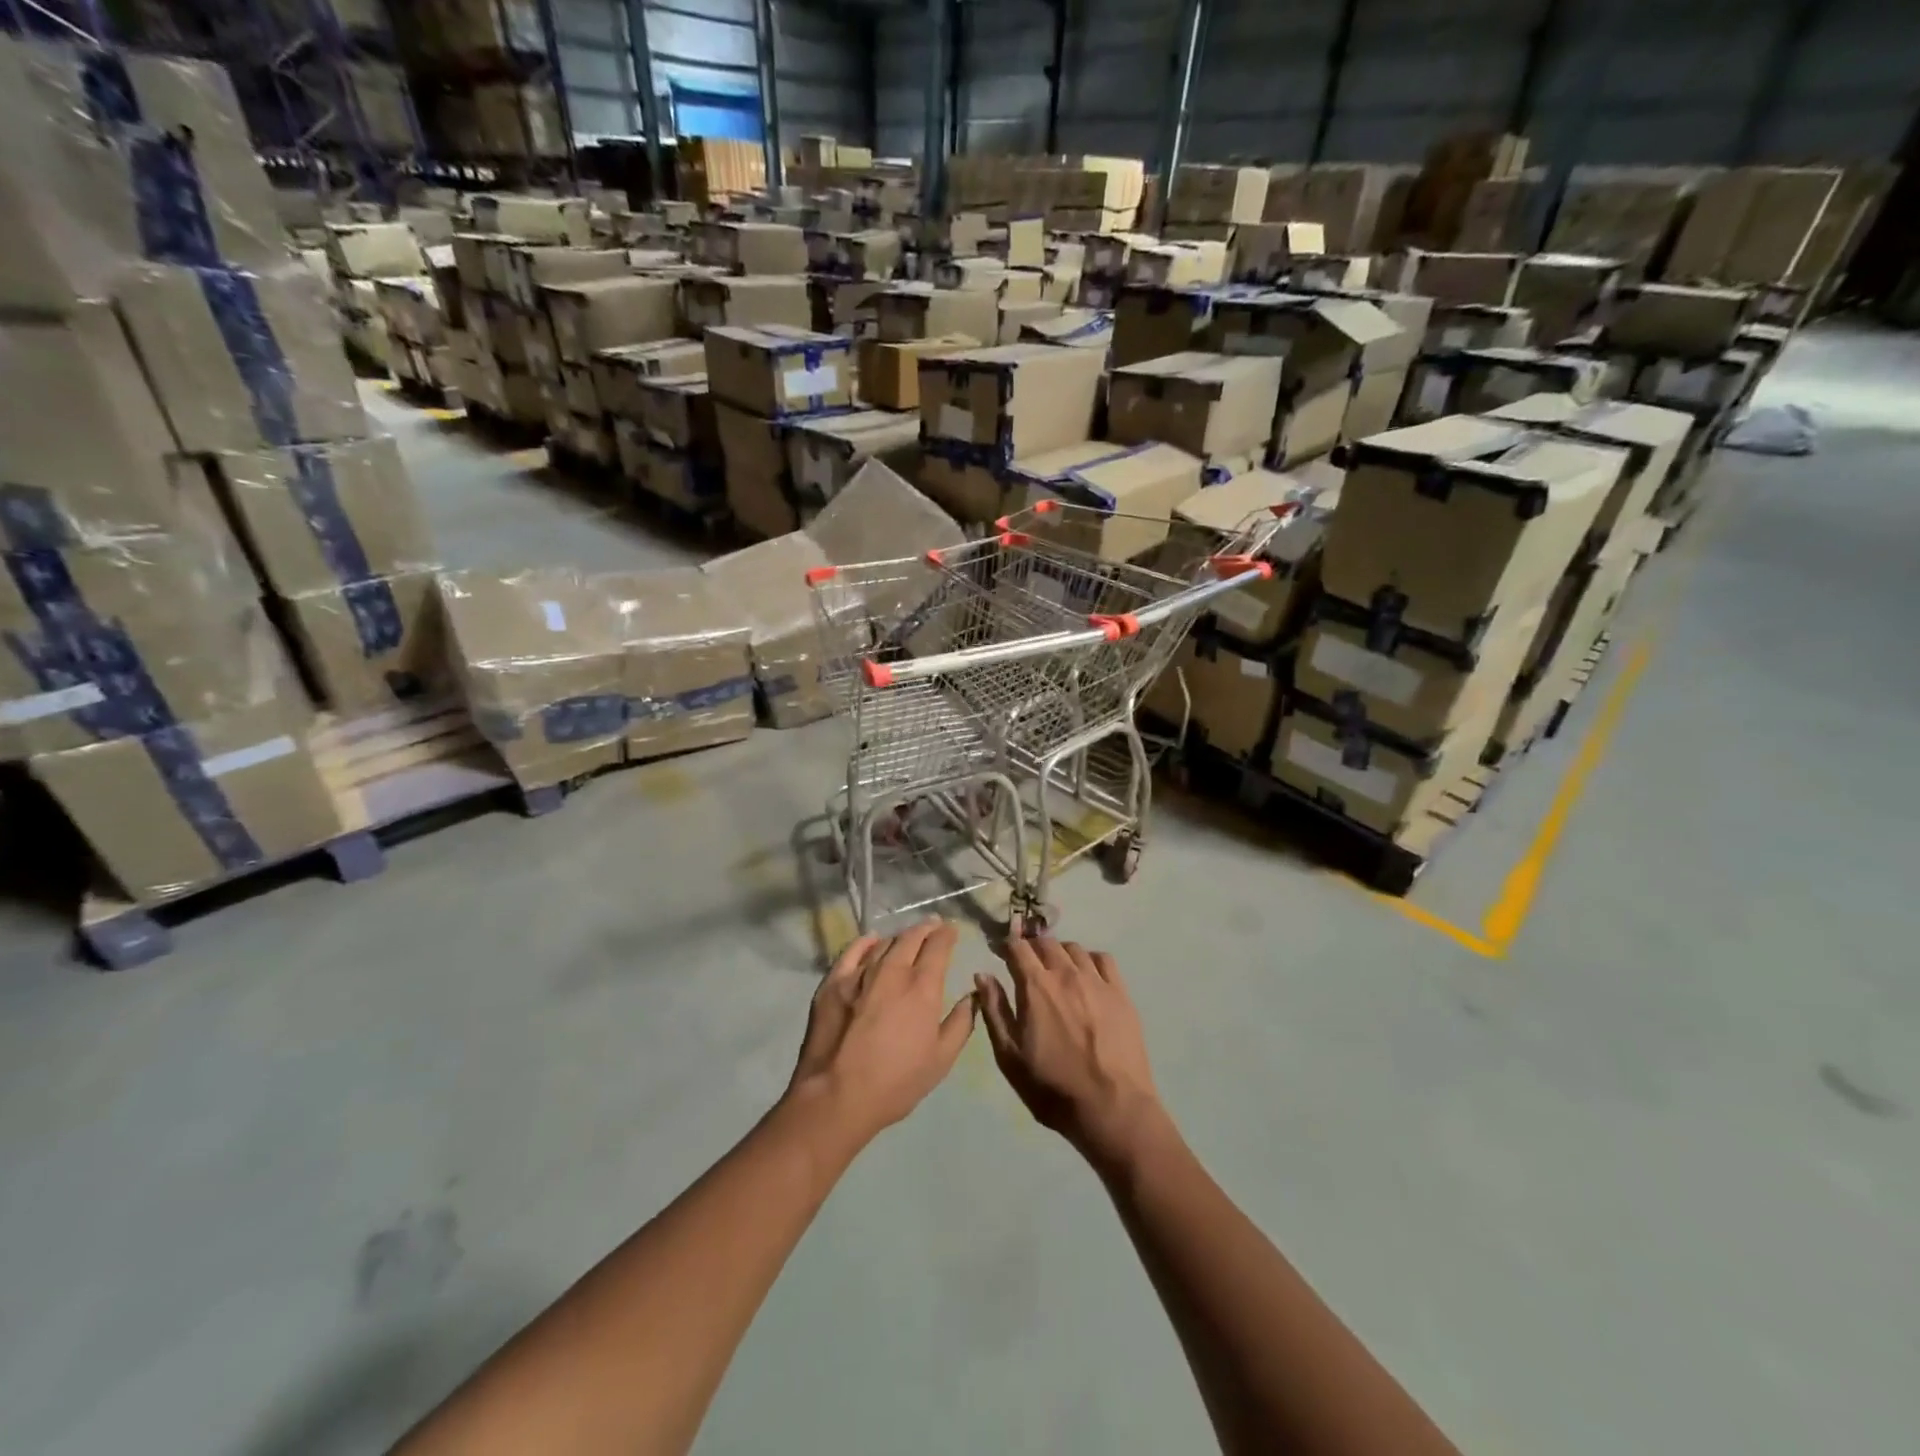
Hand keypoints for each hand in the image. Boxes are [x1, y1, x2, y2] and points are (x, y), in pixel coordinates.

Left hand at [786, 920, 974, 1147]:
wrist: (836, 1096)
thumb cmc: (895, 1082)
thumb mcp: (941, 1060)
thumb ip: (960, 1023)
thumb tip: (972, 996)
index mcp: (922, 987)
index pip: (938, 946)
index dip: (947, 934)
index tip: (952, 930)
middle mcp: (892, 970)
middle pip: (911, 937)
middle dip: (926, 928)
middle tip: (933, 926)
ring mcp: (860, 973)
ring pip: (884, 942)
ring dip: (900, 936)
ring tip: (906, 938)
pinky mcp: (833, 982)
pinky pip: (852, 951)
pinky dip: (865, 942)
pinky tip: (871, 940)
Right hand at [975, 926, 1165, 1173]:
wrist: (1111, 1108)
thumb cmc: (1052, 1087)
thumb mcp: (1009, 1056)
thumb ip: (994, 1010)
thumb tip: (982, 974)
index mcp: (1035, 986)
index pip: (1018, 947)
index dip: (1007, 944)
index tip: (1001, 952)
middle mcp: (1066, 973)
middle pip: (1046, 942)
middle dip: (1032, 947)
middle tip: (1027, 963)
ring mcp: (1096, 981)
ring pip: (1074, 948)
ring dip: (1059, 952)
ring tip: (1056, 969)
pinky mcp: (1120, 993)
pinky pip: (1103, 959)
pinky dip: (1089, 959)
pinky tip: (1087, 974)